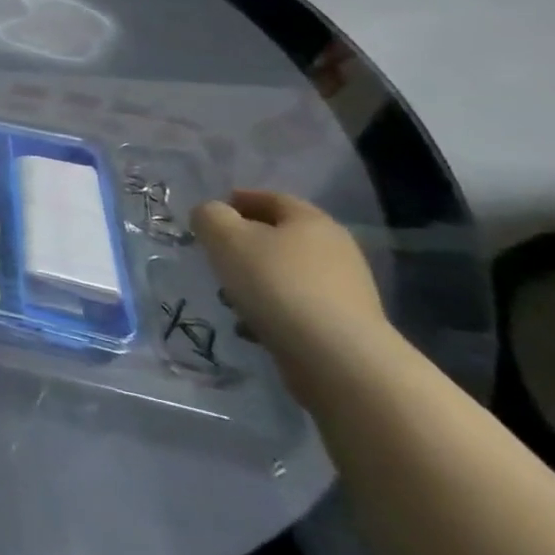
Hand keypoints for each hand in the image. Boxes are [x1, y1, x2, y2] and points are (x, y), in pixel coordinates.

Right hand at [191, 190, 392, 396]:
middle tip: (214, 252)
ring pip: (286, 273)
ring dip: (256, 278)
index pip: (272, 198)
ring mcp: (345, 290)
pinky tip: (250, 324)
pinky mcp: (343, 324)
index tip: (211, 212)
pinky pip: (296, 305)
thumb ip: (209, 216)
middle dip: (246, 242)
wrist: (336, 356)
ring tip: (227, 295)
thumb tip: (211, 215)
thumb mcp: (224, 237)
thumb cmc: (275, 282)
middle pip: (282, 236)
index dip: (239, 199)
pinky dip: (271, 308)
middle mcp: (336, 250)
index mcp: (311, 221)